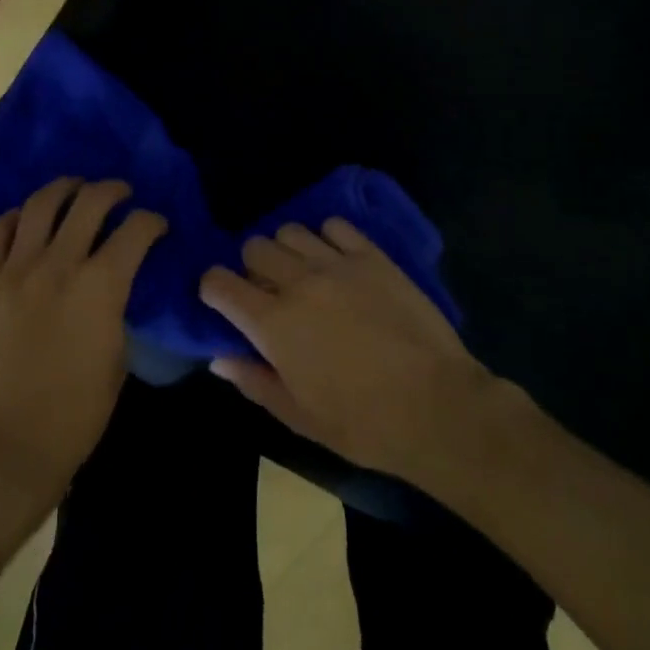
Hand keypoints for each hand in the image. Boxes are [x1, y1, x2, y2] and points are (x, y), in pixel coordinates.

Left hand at [0, 178, 164, 506]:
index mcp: (100, 286)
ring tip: (75, 189)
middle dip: (113, 190)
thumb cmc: (78, 410)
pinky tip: (29, 220)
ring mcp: (15, 270)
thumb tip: (118, 280)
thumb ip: (118, 305)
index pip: (136, 229)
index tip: (157, 225)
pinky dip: (17, 217)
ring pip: (41, 204)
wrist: (10, 444)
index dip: (152, 220)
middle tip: (120, 194)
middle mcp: (58, 265)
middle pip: (90, 202)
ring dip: (65, 188)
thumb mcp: (118, 354)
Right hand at [199, 218, 496, 480]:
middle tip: (269, 292)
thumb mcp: (299, 416)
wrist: (436, 406)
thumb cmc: (363, 423)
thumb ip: (253, 381)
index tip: (222, 302)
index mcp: (273, 322)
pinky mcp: (371, 255)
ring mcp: (336, 263)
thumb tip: (219, 358)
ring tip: (303, 274)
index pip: (219, 282)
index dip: (213, 289)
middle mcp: (298, 281)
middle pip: (254, 247)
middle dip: (251, 267)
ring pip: (290, 231)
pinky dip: (327, 238)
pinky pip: (335, 226)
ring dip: (287, 250)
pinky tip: (337, 261)